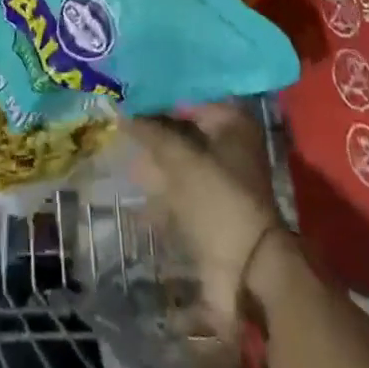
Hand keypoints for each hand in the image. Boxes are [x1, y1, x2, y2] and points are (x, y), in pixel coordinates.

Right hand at [127, 103, 285, 335]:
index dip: (157, 96)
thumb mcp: (179, 159)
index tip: (129, 96)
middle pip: (184, 126)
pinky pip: (183, 184)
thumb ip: (150, 132)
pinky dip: (162, 182)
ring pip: (182, 156)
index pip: (187, 96)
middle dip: (154, 127)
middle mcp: (232, 142)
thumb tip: (122, 111)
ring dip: (155, 155)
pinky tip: (137, 180)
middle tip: (123, 120)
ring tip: (125, 148)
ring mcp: (225, 177)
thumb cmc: (217, 199)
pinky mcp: (215, 206)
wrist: (247, 271)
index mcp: (233, 120)